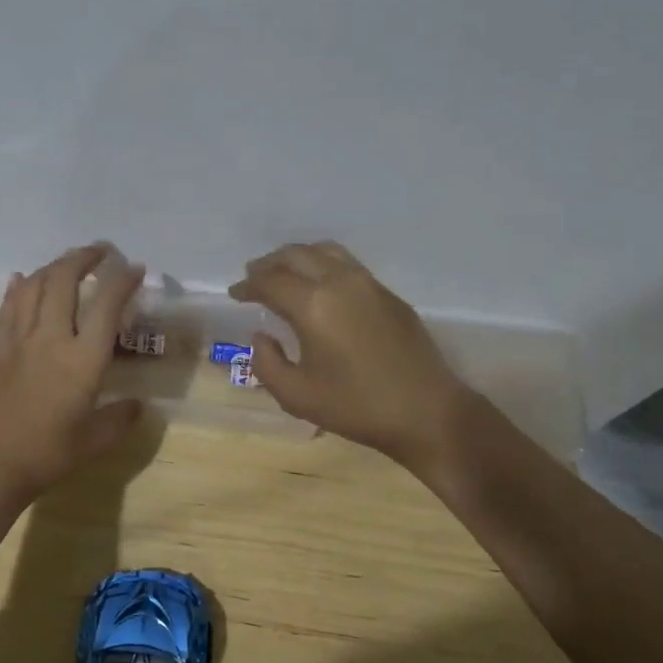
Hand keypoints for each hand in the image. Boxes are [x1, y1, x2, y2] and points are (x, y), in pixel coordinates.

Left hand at [0, 243, 145, 497]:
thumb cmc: (49, 453)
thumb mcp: (96, 440)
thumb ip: (121, 418)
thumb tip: (139, 405)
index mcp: (82, 360)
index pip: (106, 305)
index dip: (123, 280)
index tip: (135, 269)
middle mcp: (51, 338)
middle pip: (63, 280)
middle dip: (83, 257)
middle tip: (100, 251)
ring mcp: (20, 339)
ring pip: (34, 285)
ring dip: (53, 266)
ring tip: (68, 263)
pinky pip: (9, 305)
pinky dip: (20, 286)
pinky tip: (23, 278)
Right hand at [230, 242, 480, 473]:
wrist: (426, 412)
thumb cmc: (356, 407)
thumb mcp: (296, 396)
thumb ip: (267, 363)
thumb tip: (261, 336)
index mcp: (313, 305)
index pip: (270, 281)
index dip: (248, 286)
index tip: (235, 294)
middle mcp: (339, 282)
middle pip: (295, 255)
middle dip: (269, 264)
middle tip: (253, 277)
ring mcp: (368, 283)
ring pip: (324, 251)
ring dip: (297, 257)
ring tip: (284, 273)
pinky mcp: (388, 293)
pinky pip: (347, 263)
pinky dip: (323, 264)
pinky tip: (319, 285)